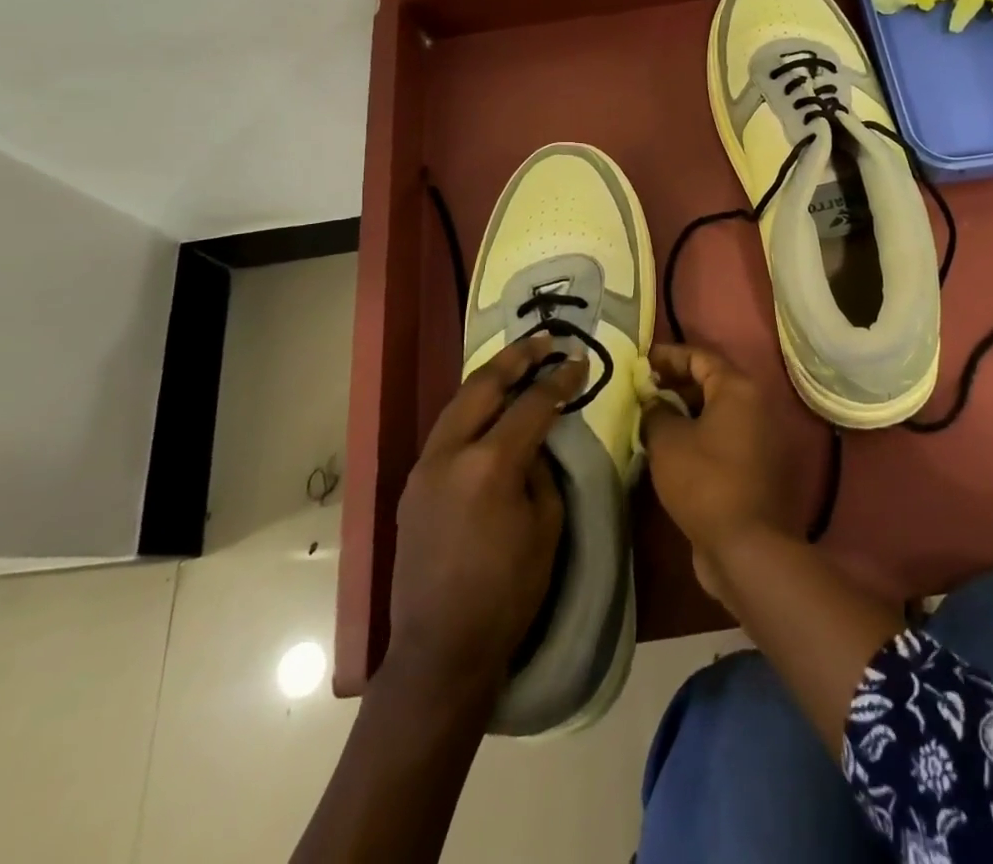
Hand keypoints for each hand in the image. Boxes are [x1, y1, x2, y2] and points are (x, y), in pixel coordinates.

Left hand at [386, 334, 582, 704]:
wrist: (440, 650)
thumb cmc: (508, 593)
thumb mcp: (546, 527)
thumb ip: (541, 471)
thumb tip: (534, 441)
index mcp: (490, 465)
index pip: (531, 405)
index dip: (560, 380)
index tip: (579, 362)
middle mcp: (450, 453)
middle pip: (484, 385)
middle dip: (517, 357)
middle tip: (545, 341)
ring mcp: (424, 467)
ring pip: (458, 402)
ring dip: (491, 378)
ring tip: (519, 362)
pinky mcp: (413, 484)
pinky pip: (447, 429)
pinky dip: (472, 408)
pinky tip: (490, 409)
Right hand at [640, 343, 791, 600]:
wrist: (745, 545)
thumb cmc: (704, 480)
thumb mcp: (668, 441)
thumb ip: (655, 411)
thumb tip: (652, 400)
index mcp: (738, 388)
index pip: (700, 356)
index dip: (668, 356)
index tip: (640, 361)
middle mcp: (754, 405)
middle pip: (710, 381)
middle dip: (674, 382)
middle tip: (642, 390)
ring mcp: (758, 436)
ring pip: (715, 411)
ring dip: (684, 410)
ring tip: (649, 417)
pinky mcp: (753, 465)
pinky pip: (720, 436)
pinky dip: (696, 434)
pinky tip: (668, 447)